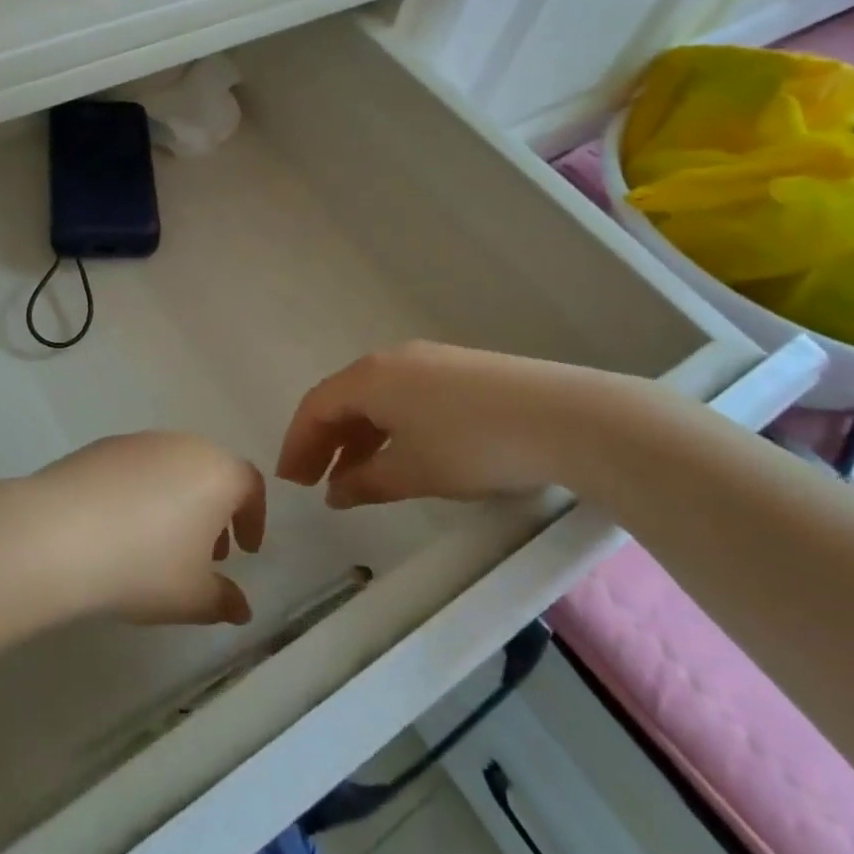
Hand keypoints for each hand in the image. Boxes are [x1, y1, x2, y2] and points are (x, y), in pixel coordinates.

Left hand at [25, 433, 265, 625]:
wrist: (59, 534)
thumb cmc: (143, 565)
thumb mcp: (192, 598)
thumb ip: (223, 601)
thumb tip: (241, 607)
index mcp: (218, 472)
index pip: (251, 486)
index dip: (254, 519)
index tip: (245, 551)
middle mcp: (184, 445)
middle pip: (211, 472)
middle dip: (214, 512)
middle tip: (205, 552)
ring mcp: (139, 441)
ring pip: (172, 469)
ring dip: (176, 501)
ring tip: (158, 544)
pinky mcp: (101, 446)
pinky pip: (135, 470)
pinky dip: (140, 494)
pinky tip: (119, 530)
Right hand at [277, 341, 646, 507]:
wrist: (563, 416)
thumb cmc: (472, 444)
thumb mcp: (413, 471)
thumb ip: (366, 482)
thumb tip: (337, 492)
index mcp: (371, 378)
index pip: (316, 406)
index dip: (297, 444)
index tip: (290, 482)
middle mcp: (392, 361)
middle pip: (343, 399)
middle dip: (324, 441)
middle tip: (314, 482)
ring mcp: (429, 362)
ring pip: (376, 399)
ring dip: (358, 437)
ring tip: (355, 478)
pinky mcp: (460, 372)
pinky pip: (405, 398)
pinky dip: (390, 428)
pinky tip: (401, 455)